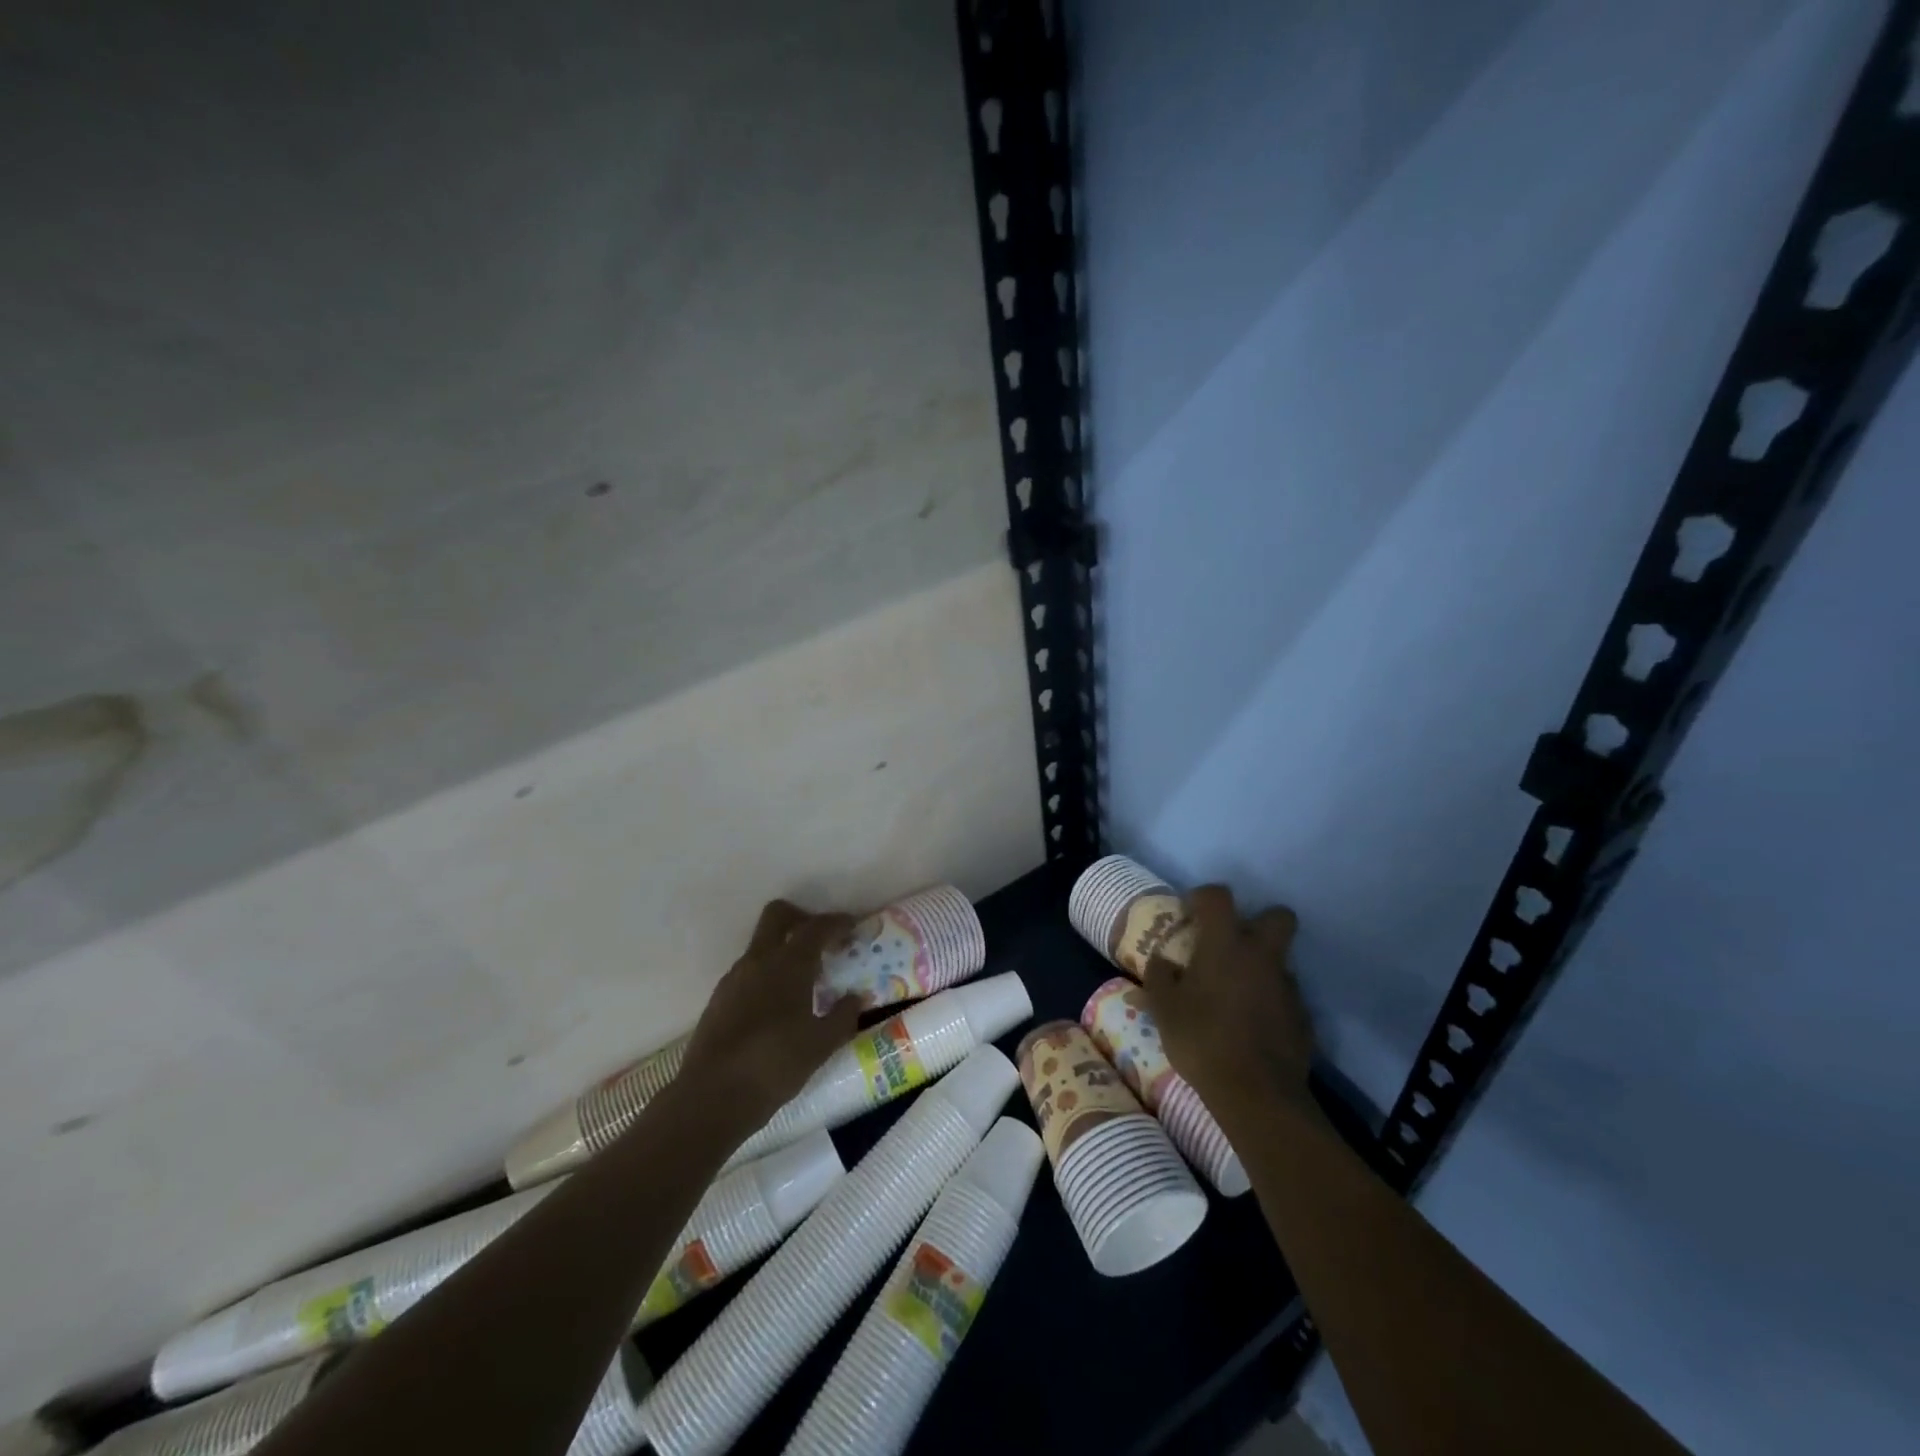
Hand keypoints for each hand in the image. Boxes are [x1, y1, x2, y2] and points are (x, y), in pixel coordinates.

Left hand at [680, 899, 862, 1133]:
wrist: (711, 1098)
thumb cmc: (774, 1065)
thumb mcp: (821, 1045)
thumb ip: (843, 1016)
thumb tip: (856, 997)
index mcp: (789, 964)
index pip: (816, 927)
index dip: (837, 923)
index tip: (853, 928)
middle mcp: (759, 960)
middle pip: (778, 915)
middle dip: (802, 918)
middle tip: (822, 941)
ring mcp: (734, 978)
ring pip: (761, 945)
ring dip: (783, 950)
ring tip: (805, 981)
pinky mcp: (718, 999)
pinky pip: (748, 972)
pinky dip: (767, 975)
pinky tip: (779, 1007)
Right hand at [1143, 885, 1312, 1114]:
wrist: (1256, 1093)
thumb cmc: (1201, 1039)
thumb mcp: (1163, 1008)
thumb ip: (1159, 976)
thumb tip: (1162, 961)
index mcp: (1225, 944)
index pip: (1219, 896)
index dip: (1203, 897)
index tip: (1190, 913)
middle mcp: (1262, 956)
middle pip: (1278, 916)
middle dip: (1258, 921)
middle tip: (1232, 944)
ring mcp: (1287, 987)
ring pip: (1281, 960)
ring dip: (1261, 967)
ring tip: (1235, 994)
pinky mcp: (1303, 1018)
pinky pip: (1285, 996)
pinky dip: (1270, 1002)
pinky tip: (1251, 1026)